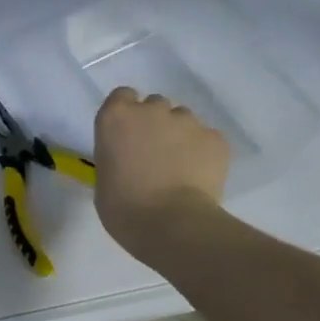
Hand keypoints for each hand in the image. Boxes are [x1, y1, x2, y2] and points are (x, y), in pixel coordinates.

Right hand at [93, 88, 231, 261]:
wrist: (171, 224)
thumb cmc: (123, 207)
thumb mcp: (104, 177)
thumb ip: (116, 156)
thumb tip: (130, 159)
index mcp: (116, 118)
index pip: (122, 96)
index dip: (127, 114)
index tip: (128, 135)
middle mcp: (151, 110)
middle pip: (155, 105)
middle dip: (155, 124)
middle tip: (154, 154)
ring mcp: (187, 121)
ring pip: (183, 120)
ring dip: (180, 136)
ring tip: (180, 167)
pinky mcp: (215, 138)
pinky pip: (207, 138)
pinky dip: (203, 152)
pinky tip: (198, 176)